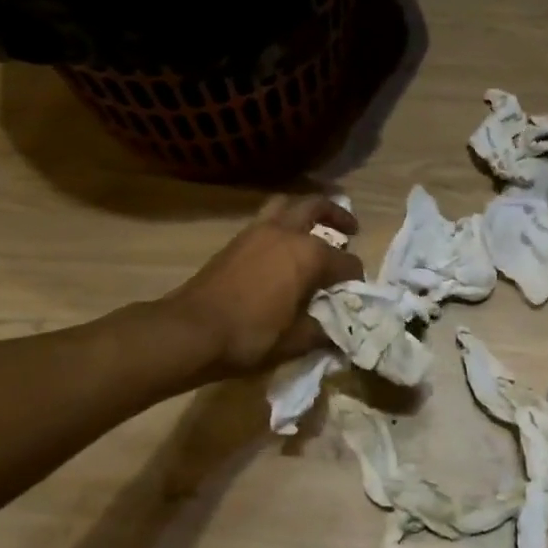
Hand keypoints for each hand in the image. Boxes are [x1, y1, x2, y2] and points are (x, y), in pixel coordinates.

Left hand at [168, 194, 362, 374]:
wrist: (191, 330)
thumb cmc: (250, 336)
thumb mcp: (294, 342)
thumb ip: (322, 331)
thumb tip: (337, 332)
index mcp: (308, 255)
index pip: (345, 262)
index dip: (355, 277)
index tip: (357, 292)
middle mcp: (286, 232)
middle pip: (317, 207)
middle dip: (338, 216)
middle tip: (350, 229)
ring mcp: (258, 232)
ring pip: (287, 206)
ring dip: (304, 212)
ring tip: (313, 230)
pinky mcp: (236, 241)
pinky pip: (267, 220)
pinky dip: (282, 226)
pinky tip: (283, 250)